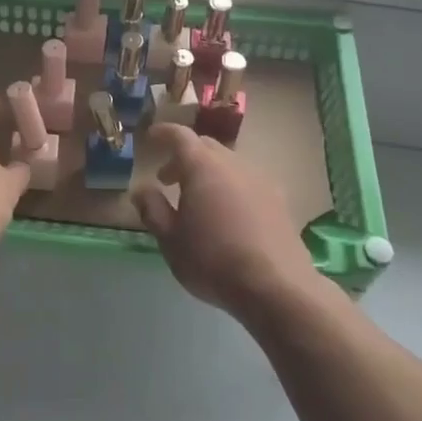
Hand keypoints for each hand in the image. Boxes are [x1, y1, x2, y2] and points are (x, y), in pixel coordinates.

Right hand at [132, 124, 323, 318]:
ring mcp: (261, 180)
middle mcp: (234, 164)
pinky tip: (227, 215)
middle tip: (168, 179)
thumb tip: (142, 189)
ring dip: (208, 173)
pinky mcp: (280, 200)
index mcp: (203, 167)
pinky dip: (230, 187)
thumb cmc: (213, 260)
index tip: (150, 138)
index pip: (180, 136)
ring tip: (198, 201)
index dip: (163, 133)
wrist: (276, 287)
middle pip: (206, 147)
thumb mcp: (170, 240)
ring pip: (229, 164)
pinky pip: (247, 182)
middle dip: (184, 157)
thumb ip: (153, 209)